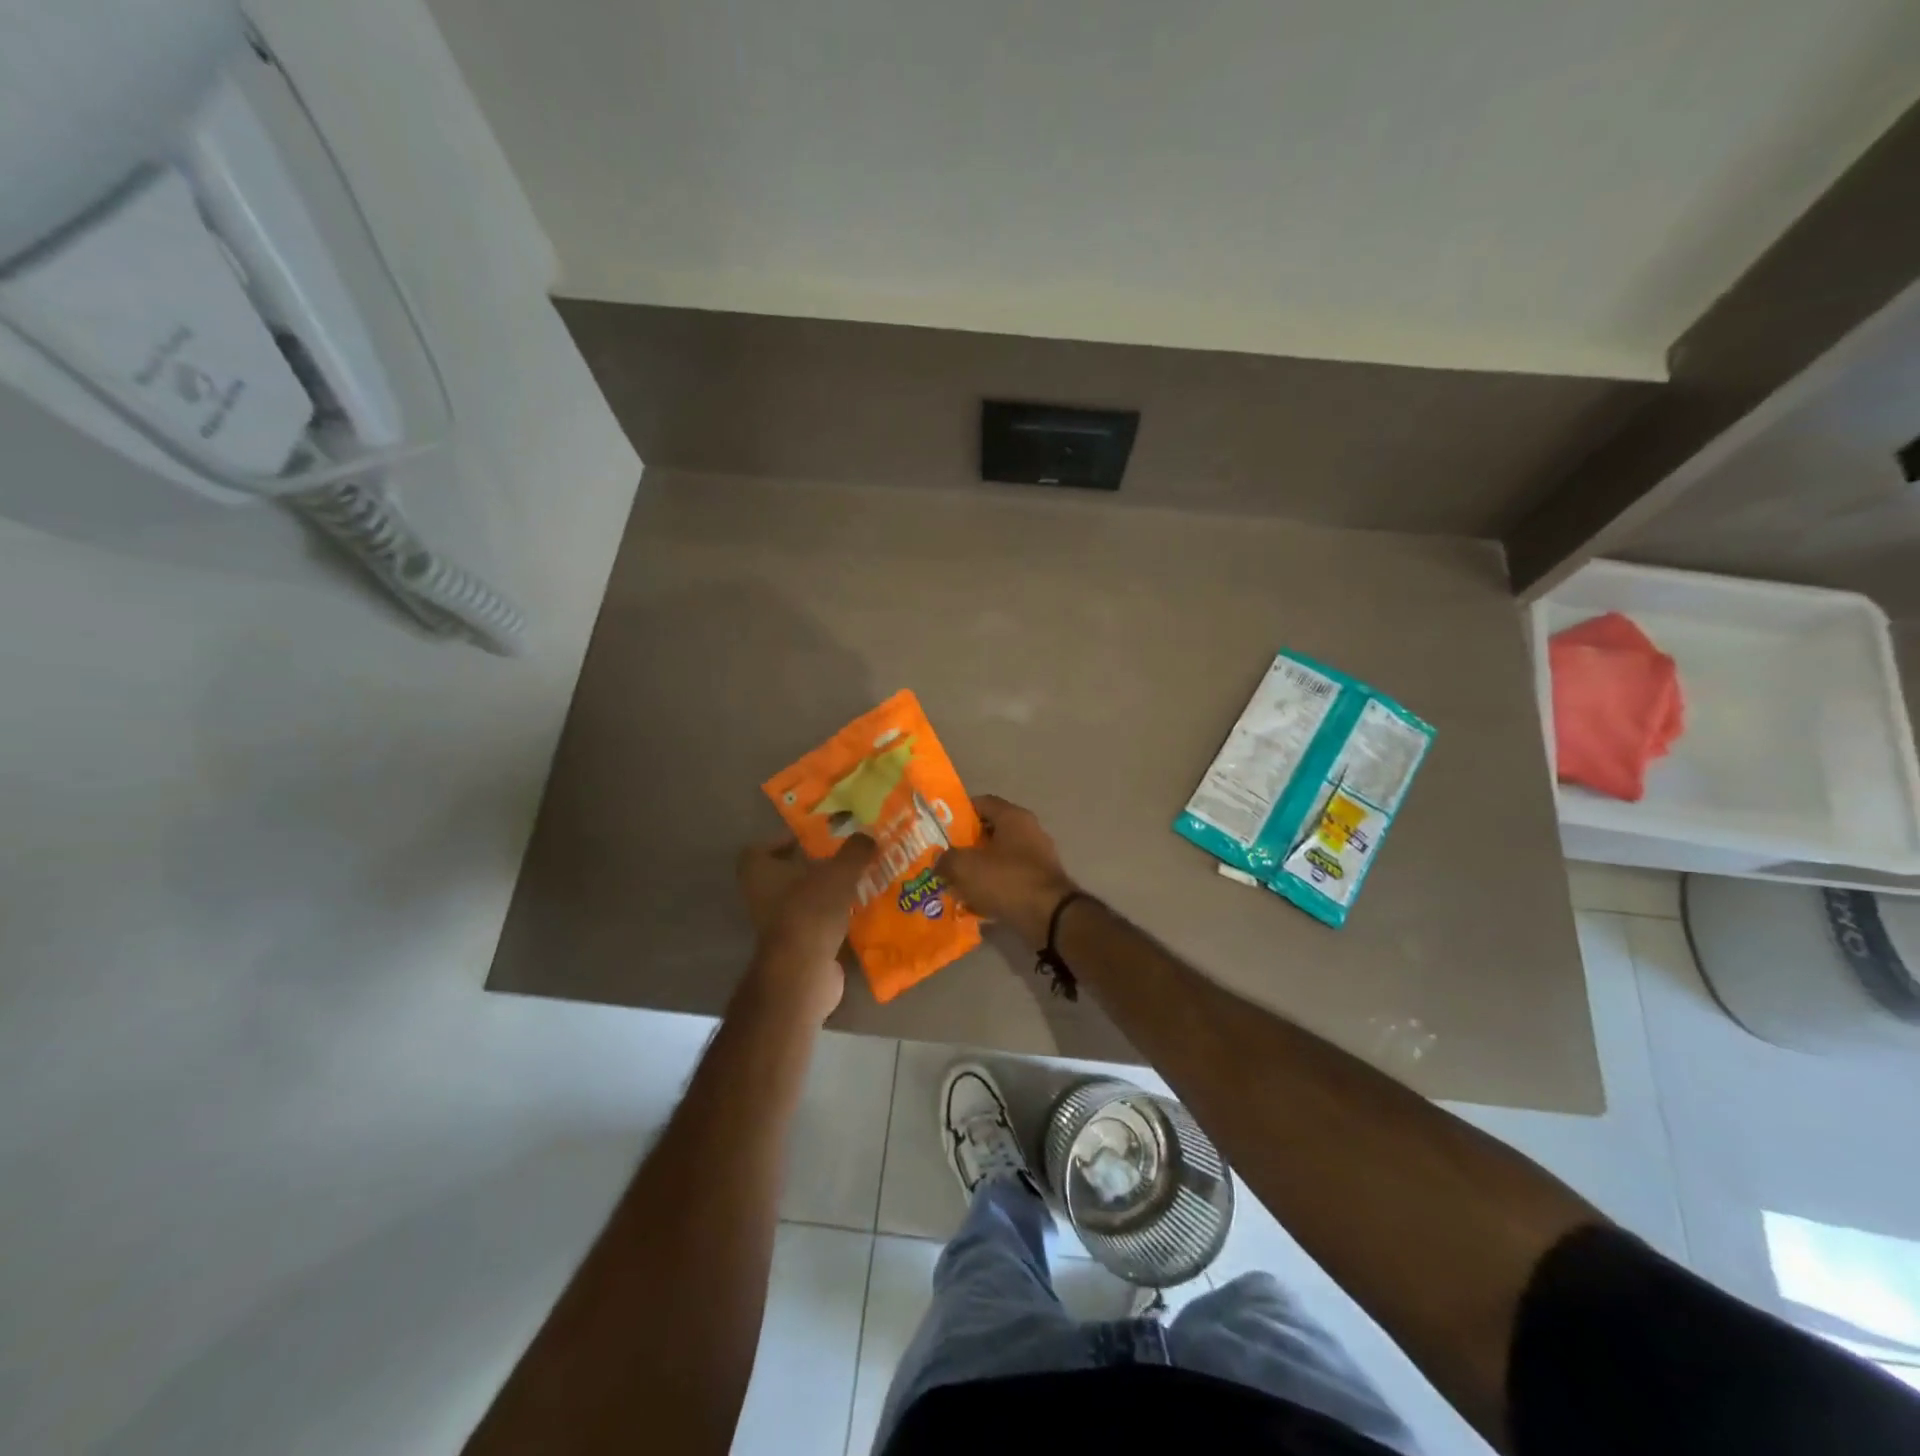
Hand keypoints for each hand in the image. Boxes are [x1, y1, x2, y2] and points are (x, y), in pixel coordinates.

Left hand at [736, 834, 875, 1021]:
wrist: (803, 971)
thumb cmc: (811, 911)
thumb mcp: (839, 873)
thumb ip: (854, 851)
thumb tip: (867, 835)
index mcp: (759, 872)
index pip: (759, 849)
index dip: (781, 842)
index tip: (811, 840)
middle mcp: (761, 896)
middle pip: (784, 875)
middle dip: (812, 867)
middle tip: (842, 858)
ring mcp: (776, 925)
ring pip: (801, 900)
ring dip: (824, 892)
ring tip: (856, 882)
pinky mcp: (794, 947)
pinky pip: (814, 923)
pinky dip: (831, 918)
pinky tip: (857, 911)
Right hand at [935, 794, 1077, 948]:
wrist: (1049, 916)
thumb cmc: (1006, 880)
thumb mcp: (965, 867)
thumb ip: (946, 859)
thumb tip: (939, 860)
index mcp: (1013, 817)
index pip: (982, 802)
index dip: (959, 812)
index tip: (941, 827)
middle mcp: (1029, 831)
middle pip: (991, 831)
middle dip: (966, 844)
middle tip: (944, 857)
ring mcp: (1038, 857)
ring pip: (999, 856)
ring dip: (979, 868)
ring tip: (956, 881)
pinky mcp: (1041, 882)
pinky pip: (1010, 878)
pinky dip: (993, 886)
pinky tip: (976, 901)